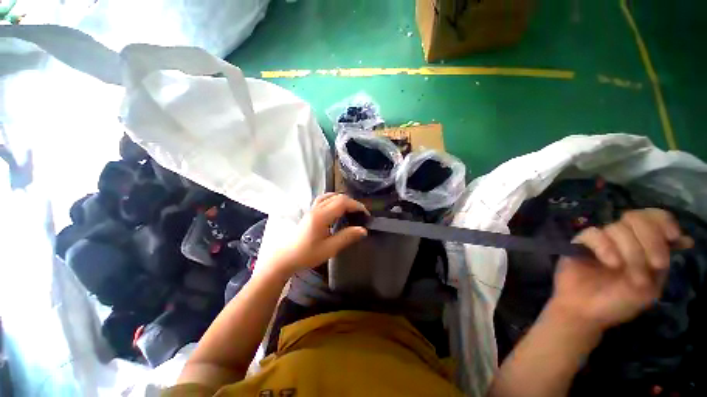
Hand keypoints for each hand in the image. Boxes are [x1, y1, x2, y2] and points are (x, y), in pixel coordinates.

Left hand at [272, 193, 368, 275]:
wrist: (286, 257)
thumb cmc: (307, 254)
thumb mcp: (329, 248)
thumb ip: (347, 237)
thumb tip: (363, 230)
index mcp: (321, 216)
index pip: (342, 202)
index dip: (356, 205)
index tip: (365, 214)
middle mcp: (316, 209)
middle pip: (337, 197)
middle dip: (351, 202)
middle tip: (360, 213)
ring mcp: (312, 209)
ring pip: (330, 196)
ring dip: (342, 199)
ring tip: (350, 209)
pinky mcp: (310, 212)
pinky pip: (323, 199)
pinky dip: (333, 199)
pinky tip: (336, 207)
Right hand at [548, 208, 693, 332]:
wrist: (584, 310)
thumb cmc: (619, 302)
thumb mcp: (650, 287)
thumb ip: (662, 263)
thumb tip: (685, 239)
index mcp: (641, 246)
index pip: (654, 218)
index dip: (663, 222)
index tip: (672, 238)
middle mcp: (623, 238)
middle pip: (637, 217)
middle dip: (650, 239)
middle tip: (654, 265)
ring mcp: (600, 240)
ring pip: (618, 228)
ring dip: (630, 251)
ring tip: (625, 271)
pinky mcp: (579, 243)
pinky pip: (594, 234)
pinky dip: (605, 247)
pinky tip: (610, 263)